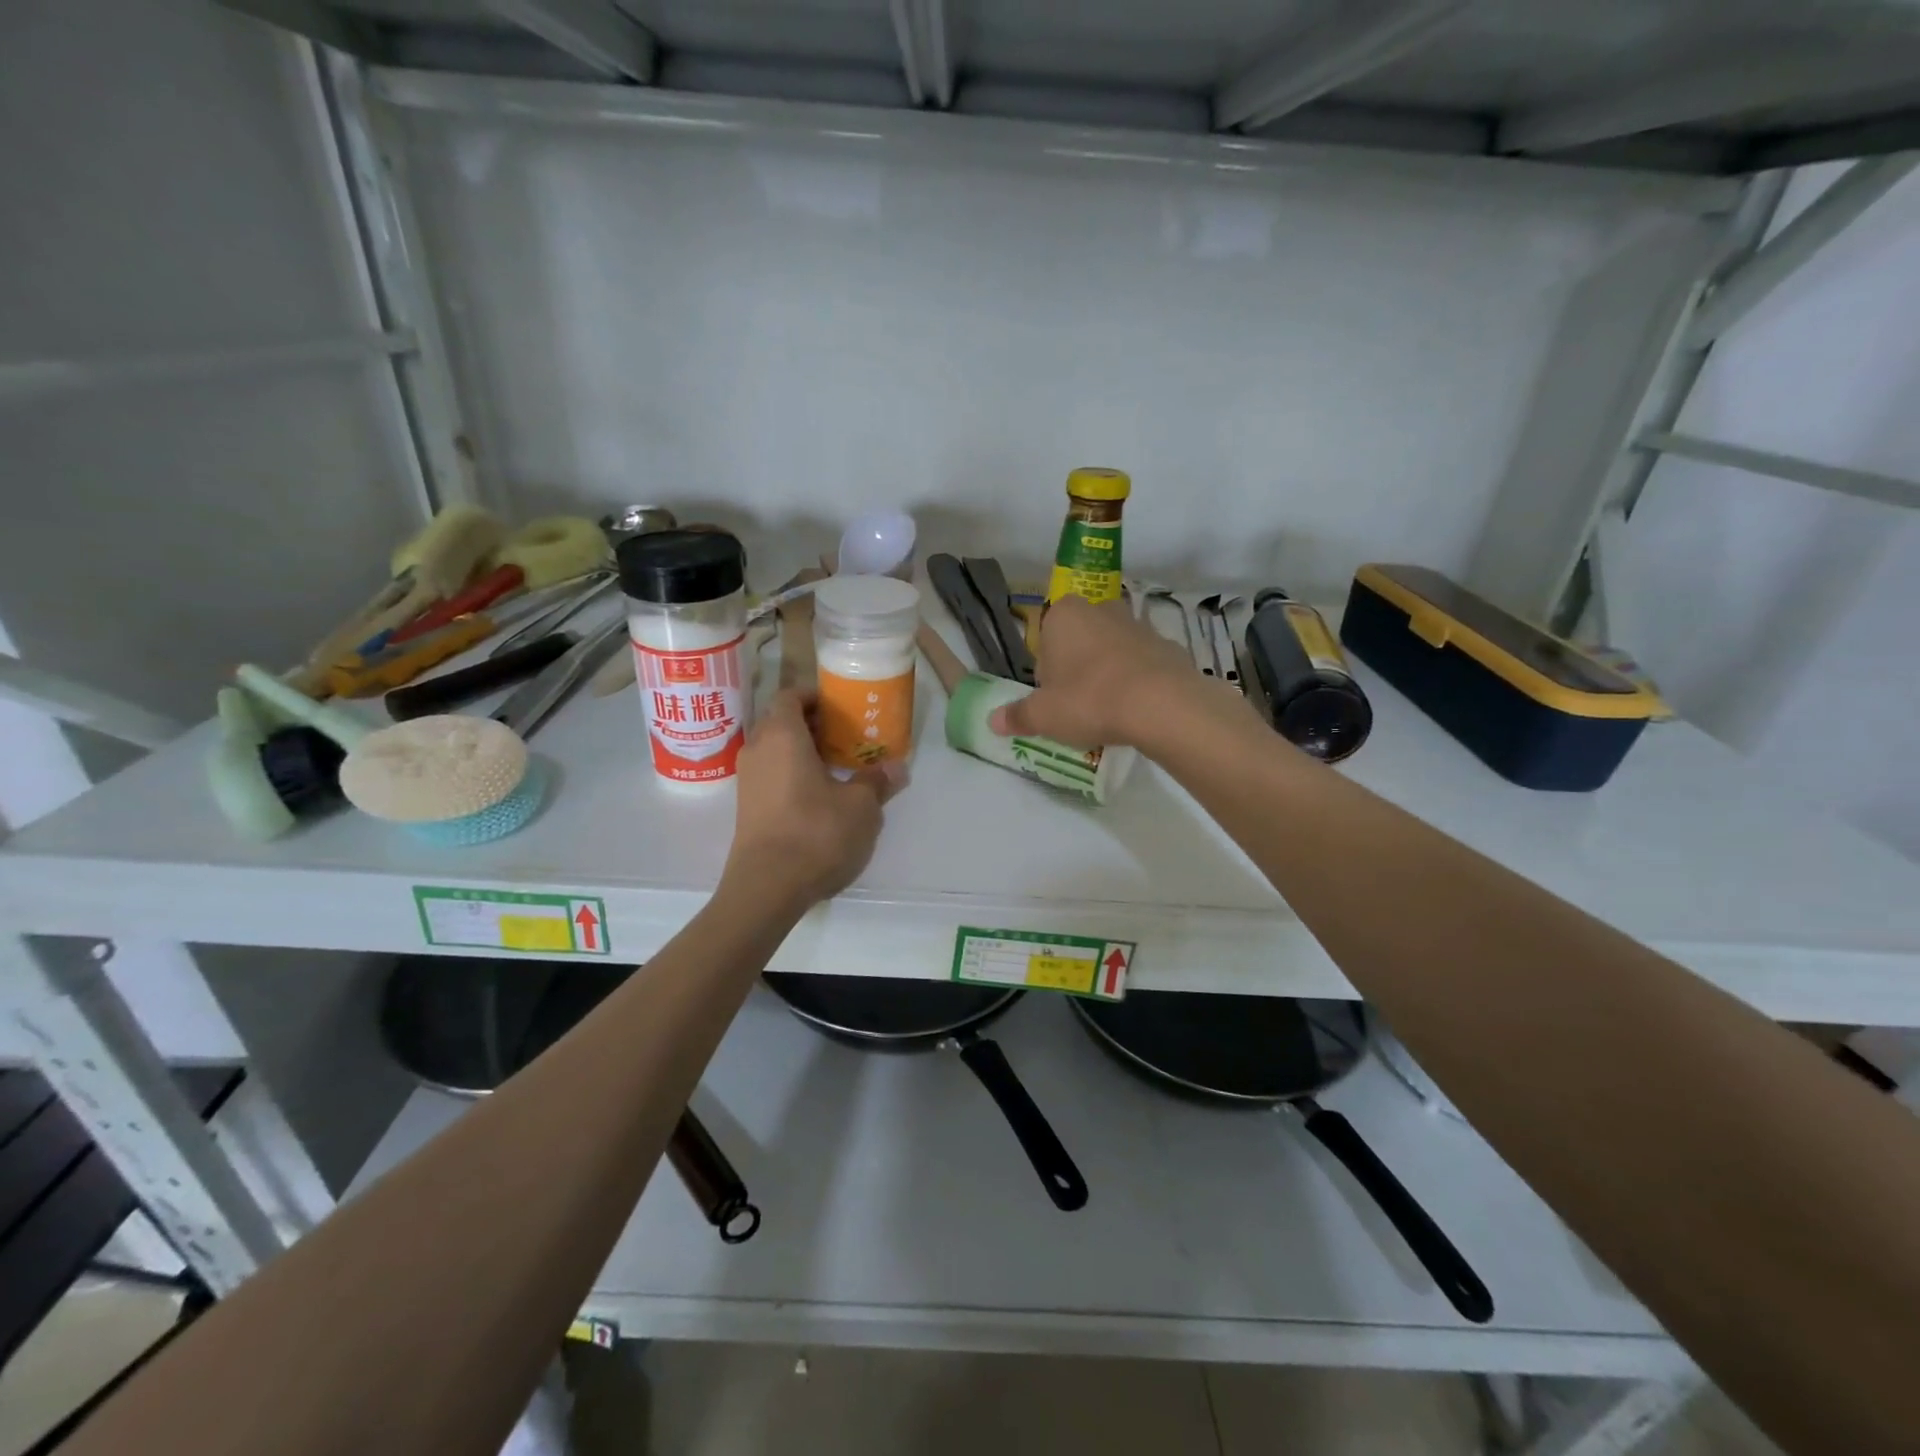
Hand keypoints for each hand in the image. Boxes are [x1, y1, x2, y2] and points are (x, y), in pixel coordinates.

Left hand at [724, 690, 903, 910]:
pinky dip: (791, 774)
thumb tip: (897, 767)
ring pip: (774, 750)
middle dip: (812, 725)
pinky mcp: (746, 808)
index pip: (790, 696)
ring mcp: (747, 781)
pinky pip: (770, 775)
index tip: (841, 707)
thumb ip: (877, 781)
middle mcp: (757, 750)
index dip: (814, 696)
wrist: (767, 888)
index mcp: (782, 735)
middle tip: (846, 736)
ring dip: (802, 752)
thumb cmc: (816, 833)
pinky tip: (819, 797)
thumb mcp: (861, 807)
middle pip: (781, 722)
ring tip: (837, 767)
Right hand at [989, 594, 1226, 748]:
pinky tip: (1137, 709)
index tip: (1053, 699)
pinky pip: (1143, 663)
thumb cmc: (1089, 700)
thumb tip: (992, 721)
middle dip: (1077, 668)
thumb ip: (1017, 716)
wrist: (1161, 704)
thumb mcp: (1044, 716)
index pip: (1044, 640)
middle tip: (1079, 706)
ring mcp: (1138, 625)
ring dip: (1108, 673)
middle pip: (1079, 641)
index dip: (1047, 673)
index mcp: (1064, 615)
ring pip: (1112, 650)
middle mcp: (1100, 609)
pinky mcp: (1168, 644)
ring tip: (1110, 711)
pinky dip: (1138, 681)